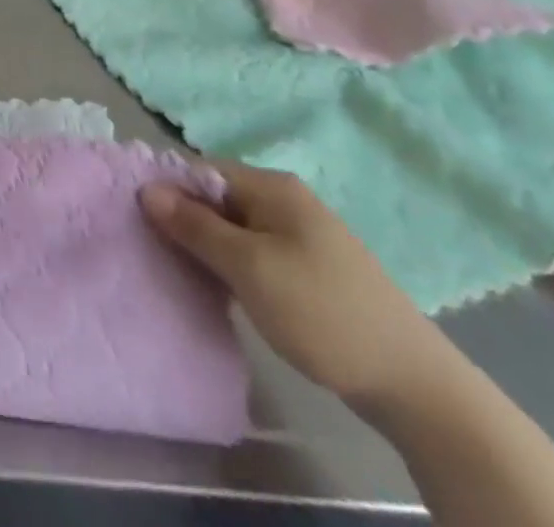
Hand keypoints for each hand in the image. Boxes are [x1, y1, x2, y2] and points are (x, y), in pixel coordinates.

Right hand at [141, 162, 454, 408]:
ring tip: (182, 272)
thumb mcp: (248, 267)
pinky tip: (220, 290)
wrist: (412, 383)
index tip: (141, 221)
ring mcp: (299, 233)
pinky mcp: (308, 267)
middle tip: (157, 251)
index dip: (169, 191)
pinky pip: (254, 251)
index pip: (201, 171)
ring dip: (207, 246)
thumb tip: (147, 189)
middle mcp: (284, 199)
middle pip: (217, 197)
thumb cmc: (321, 311)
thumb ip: (195, 226)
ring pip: (234, 227)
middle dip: (185, 220)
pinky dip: (232, 265)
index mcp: (271, 186)